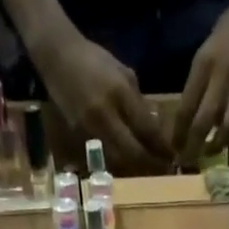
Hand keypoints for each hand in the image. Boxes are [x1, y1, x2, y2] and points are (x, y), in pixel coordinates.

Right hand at [31, 32, 170, 172]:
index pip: (146, 128)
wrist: (57, 57)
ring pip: (118, 160)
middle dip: (149, 164)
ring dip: (134, 168)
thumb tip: (153, 127)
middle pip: (133, 152)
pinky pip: (103, 156)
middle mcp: (105, 115)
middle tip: (162, 171)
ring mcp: (90, 128)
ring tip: (148, 171)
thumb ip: (137, 101)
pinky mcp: (79, 137)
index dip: (160, 147)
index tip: (171, 156)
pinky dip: (118, 163)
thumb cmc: (93, 60)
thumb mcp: (122, 73)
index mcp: (119, 93)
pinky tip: (127, 165)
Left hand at [171, 0, 228, 163]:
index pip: (186, 106)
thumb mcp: (206, 50)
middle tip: (189, 161)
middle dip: (194, 145)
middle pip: (205, 121)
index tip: (174, 149)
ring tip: (213, 150)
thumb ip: (197, 82)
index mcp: (204, 63)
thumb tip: (187, 118)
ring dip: (220, 144)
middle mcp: (223, 75)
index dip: (178, 132)